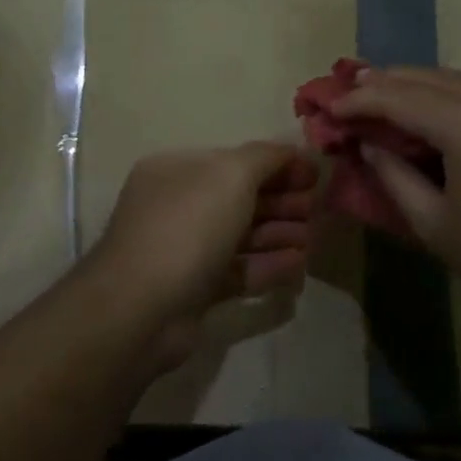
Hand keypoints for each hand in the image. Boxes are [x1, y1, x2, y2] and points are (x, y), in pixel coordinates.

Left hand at [83, 144, 316, 370]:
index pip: (234, 160)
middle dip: (281, 200)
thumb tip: (294, 152)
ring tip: (313, 237)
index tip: (314, 174)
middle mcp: (176, 205)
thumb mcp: (232, 174)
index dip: (276, 164)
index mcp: (177, 170)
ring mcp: (183, 250)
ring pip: (239, 235)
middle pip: (239, 197)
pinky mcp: (193, 290)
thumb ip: (267, 157)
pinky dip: (267, 265)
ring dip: (278, 233)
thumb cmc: (188, 226)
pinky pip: (236, 271)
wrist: (142, 308)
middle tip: (317, 208)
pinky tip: (298, 265)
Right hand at [330, 66, 460, 276]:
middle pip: (428, 77)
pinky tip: (435, 114)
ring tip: (384, 96)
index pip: (398, 97)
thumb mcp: (436, 224)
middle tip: (348, 93)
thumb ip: (395, 176)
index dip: (357, 101)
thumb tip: (371, 146)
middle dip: (385, 82)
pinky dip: (450, 96)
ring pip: (458, 80)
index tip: (326, 108)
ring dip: (418, 85)